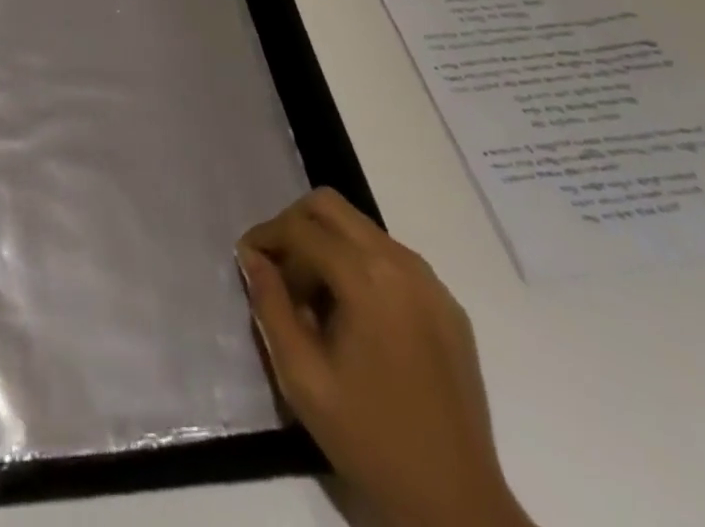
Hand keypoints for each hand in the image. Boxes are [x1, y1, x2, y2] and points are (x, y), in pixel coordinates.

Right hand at [238, 189, 531, 526]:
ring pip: (361, 228)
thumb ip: (270, 306)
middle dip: (295, 226)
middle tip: (277, 269)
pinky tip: (353, 316)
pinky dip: (360, 265)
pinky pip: (391, 258)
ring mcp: (430, 282)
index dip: (266, 235)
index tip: (246, 259)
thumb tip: (252, 256)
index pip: (301, 227)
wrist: (457, 504)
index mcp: (367, 277)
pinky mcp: (447, 305)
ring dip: (327, 245)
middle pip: (331, 207)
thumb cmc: (370, 439)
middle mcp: (401, 263)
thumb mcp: (301, 377)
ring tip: (313, 299)